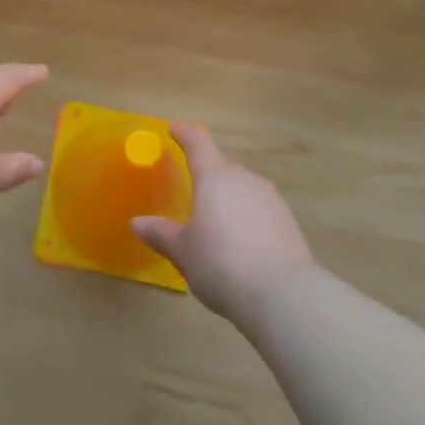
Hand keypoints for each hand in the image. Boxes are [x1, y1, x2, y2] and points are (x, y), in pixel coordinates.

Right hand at [132, 124, 316, 326]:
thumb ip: (160, 233)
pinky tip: (241, 241)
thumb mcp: (183, 251)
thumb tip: (137, 222)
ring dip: (228, 197)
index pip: (198, 144)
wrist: (283, 294)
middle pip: (222, 167)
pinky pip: (259, 208)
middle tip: (192, 190)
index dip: (184, 134)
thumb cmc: (221, 264)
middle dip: (207, 174)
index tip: (174, 129)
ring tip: (216, 222)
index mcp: (215, 178)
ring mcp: (270, 198)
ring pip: (243, 187)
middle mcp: (244, 179)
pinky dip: (246, 215)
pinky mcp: (288, 220)